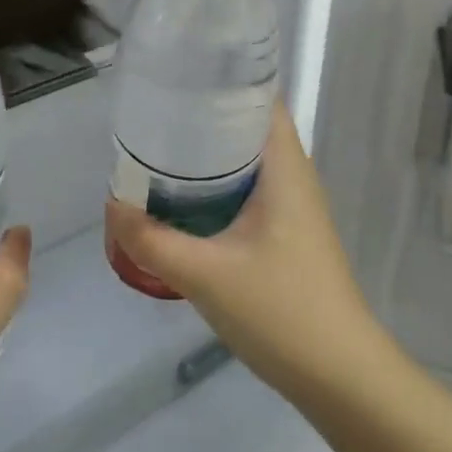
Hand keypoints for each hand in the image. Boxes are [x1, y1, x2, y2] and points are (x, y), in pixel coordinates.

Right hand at [104, 104, 386, 402]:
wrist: (339, 374)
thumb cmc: (281, 311)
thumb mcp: (205, 274)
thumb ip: (152, 241)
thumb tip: (112, 207)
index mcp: (285, 168)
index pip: (261, 99)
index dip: (223, 81)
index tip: (178, 78)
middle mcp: (294, 177)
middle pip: (249, 128)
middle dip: (204, 119)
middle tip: (154, 116)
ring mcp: (294, 208)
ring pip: (248, 164)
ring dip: (209, 157)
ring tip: (160, 152)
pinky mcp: (288, 235)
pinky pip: (249, 193)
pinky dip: (218, 188)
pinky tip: (185, 203)